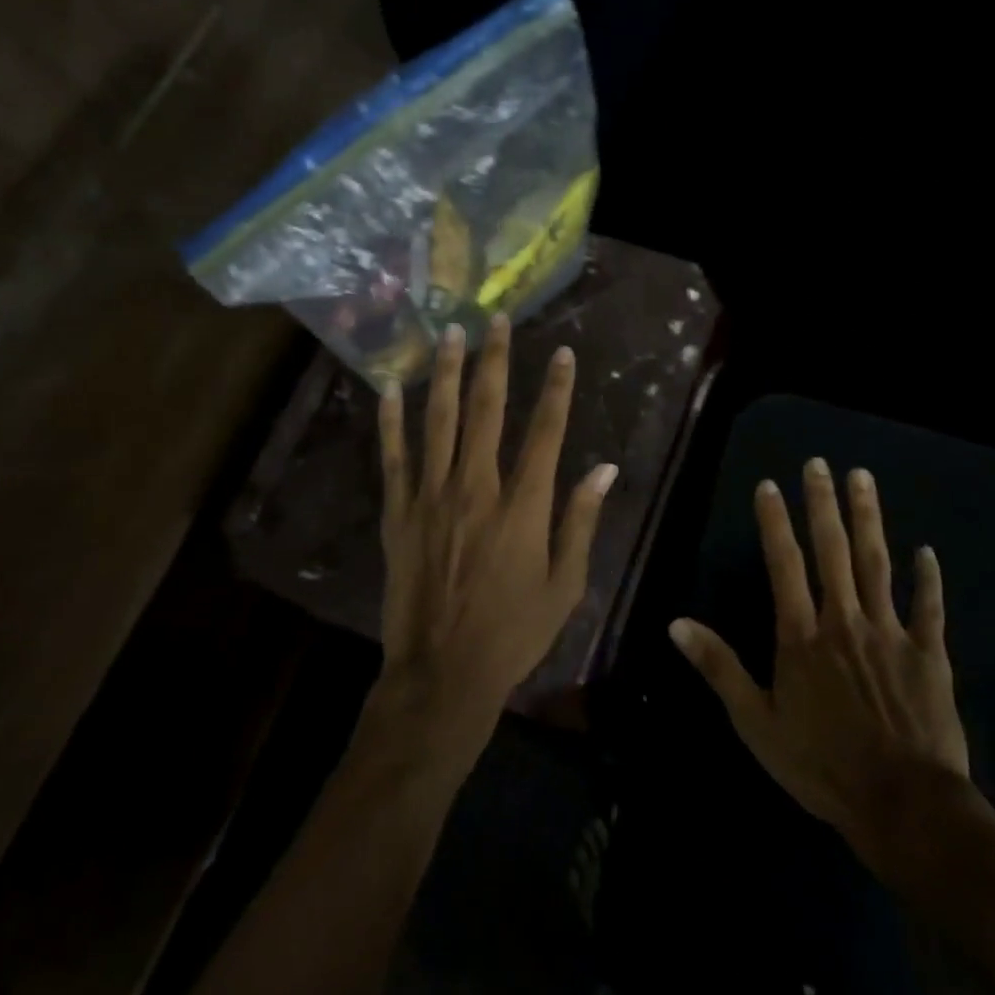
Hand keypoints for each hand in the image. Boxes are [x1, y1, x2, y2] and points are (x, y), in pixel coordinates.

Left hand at [371, 315, 617, 754]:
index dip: (556, 389)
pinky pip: (394, 457)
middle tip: (497, 320)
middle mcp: (476, 489)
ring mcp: (431, 498)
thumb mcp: (565, 585)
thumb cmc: (514, 633)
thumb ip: (581, 522)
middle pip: (487, 411)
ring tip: (450, 334)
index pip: (545, 432)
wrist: (442, 674)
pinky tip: (390, 388)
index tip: (563, 354)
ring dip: (445, 374)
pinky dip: (391, 420)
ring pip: (438, 421)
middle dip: (494, 361)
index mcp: (523, 507)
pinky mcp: (398, 513)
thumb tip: (604, 469)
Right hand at [669, 459, 972, 883]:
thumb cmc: (821, 765)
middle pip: (832, 550)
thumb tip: (676, 623)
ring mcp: (889, 633)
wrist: (904, 805)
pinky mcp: (929, 654)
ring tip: (863, 478)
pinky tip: (927, 550)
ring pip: (877, 563)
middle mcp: (844, 620)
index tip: (770, 485)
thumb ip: (718, 667)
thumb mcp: (755, 722)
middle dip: (823, 504)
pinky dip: (928, 578)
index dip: (775, 522)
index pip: (784, 564)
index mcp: (801, 635)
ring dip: (869, 518)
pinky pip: (928, 607)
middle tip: (819, 464)